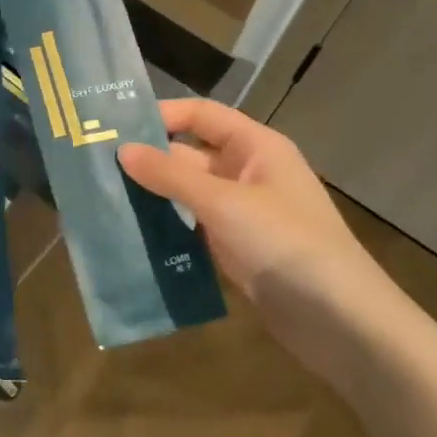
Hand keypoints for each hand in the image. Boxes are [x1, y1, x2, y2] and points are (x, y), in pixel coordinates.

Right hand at [118, 99, 415, 380]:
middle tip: (95, 166)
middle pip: (190, 154)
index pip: (201, 115)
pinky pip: (193, 227)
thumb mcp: (223, 203)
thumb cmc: (285, 244)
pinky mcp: (236, 248)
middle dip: (148, 159)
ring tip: (103, 198)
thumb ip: (170, 175)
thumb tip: (122, 149)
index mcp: (256, 147)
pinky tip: (130, 234)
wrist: (340, 322)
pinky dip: (166, 227)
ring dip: (153, 195)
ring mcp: (241, 213)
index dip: (161, 115)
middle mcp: (248, 173)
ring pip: (188, 193)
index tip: (113, 126)